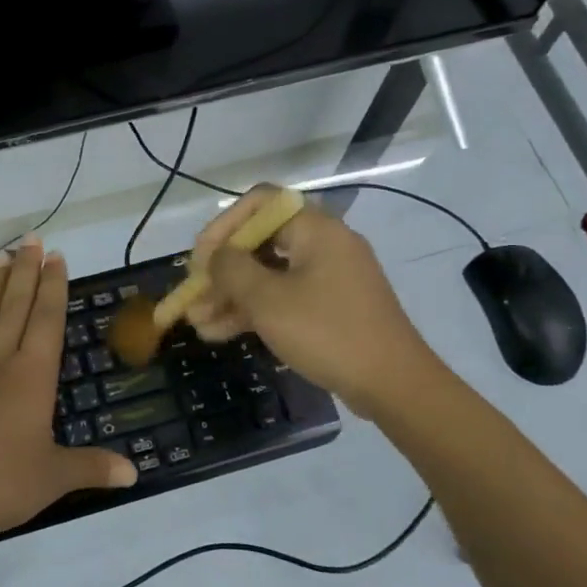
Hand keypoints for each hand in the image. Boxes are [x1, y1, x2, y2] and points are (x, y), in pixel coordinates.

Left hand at [0, 237, 137, 547]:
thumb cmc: (0, 485)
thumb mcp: (54, 477)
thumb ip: (93, 467)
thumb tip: (135, 473)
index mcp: (31, 378)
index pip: (46, 321)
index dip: (53, 288)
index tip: (55, 256)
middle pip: (14, 309)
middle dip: (25, 273)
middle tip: (31, 239)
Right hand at [184, 187, 437, 416]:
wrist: (392, 384)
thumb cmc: (327, 332)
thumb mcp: (268, 300)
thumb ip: (232, 270)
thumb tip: (216, 257)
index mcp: (316, 229)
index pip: (260, 203)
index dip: (223, 226)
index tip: (200, 259)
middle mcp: (323, 245)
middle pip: (261, 242)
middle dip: (221, 271)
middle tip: (193, 295)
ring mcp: (329, 278)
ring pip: (269, 275)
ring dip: (231, 296)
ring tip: (197, 323)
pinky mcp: (330, 308)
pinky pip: (284, 298)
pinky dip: (254, 311)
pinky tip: (219, 333)